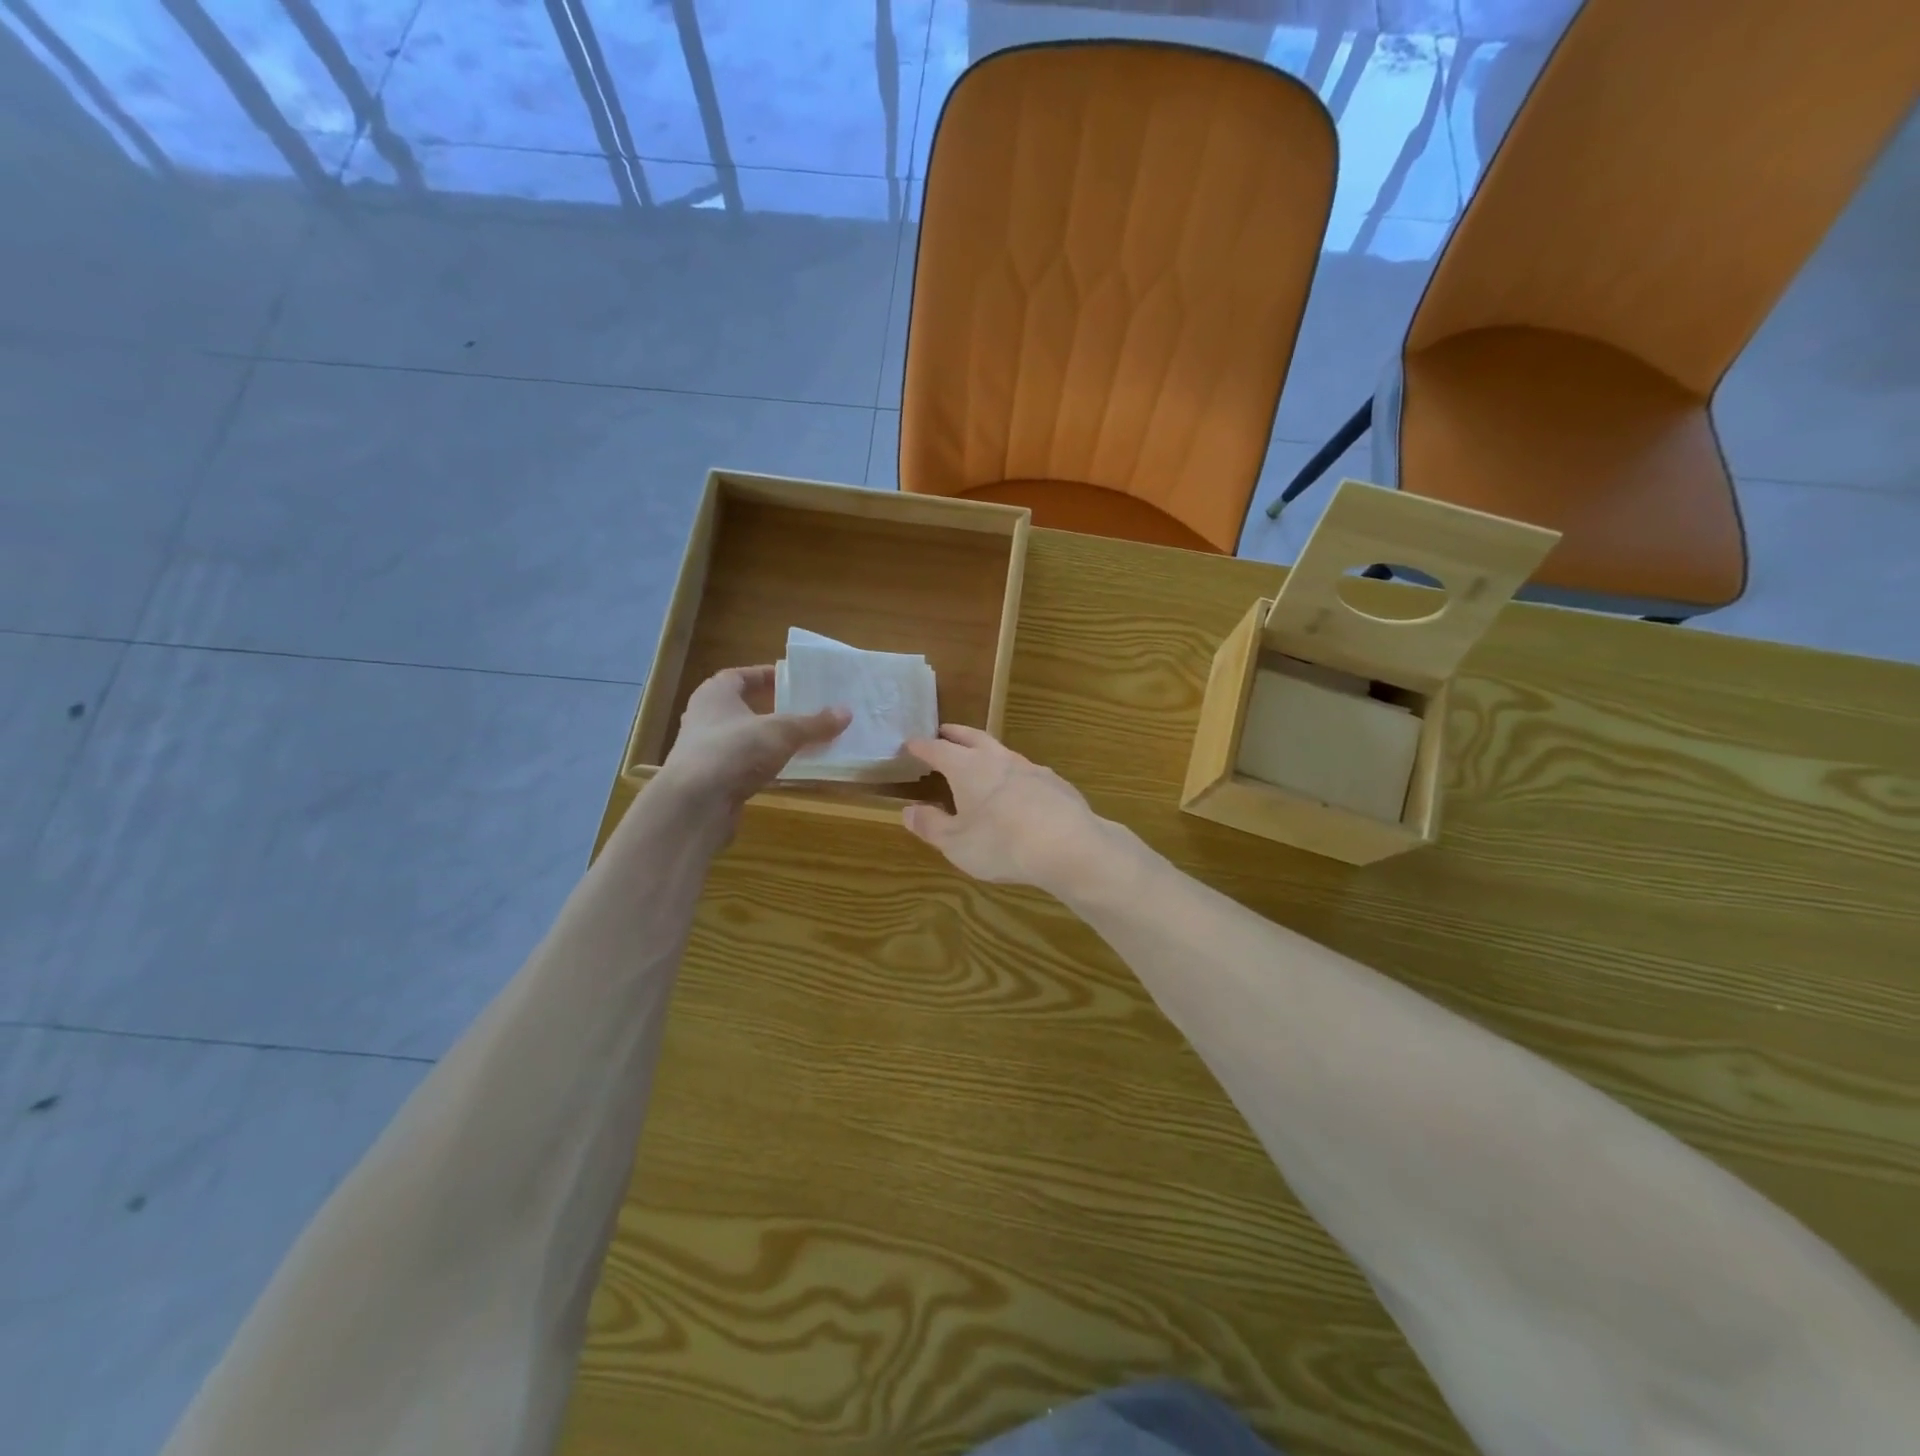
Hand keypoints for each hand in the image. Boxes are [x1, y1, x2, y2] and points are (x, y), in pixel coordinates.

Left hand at [656, 666, 848, 810]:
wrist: (695, 804)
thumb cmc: (734, 751)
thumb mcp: (782, 732)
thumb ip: (813, 723)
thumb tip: (846, 712)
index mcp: (715, 694)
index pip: (740, 676)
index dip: (765, 676)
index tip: (791, 680)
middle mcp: (705, 718)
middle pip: (741, 707)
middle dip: (770, 708)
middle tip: (801, 710)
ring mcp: (705, 751)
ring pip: (742, 738)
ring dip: (767, 739)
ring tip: (799, 740)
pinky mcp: (711, 780)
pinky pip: (742, 765)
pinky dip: (761, 765)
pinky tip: (783, 771)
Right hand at [901, 725, 1108, 891]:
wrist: (1068, 846)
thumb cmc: (1001, 844)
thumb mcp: (956, 843)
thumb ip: (930, 825)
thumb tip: (908, 811)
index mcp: (968, 768)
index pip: (937, 749)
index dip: (921, 747)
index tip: (910, 744)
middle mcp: (998, 759)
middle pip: (973, 738)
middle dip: (956, 734)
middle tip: (944, 731)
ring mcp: (1030, 768)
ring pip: (1002, 752)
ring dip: (987, 751)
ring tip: (980, 759)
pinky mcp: (1055, 783)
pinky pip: (1027, 771)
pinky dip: (1014, 774)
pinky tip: (1018, 789)